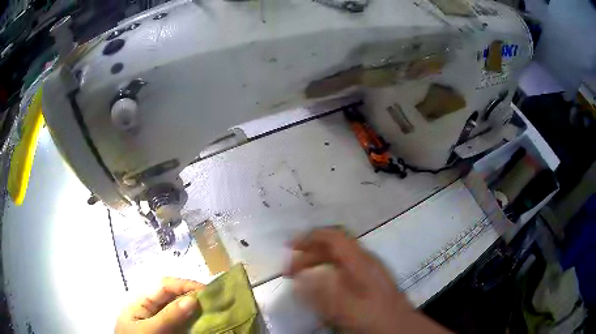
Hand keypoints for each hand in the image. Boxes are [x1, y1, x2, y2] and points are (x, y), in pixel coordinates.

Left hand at [115, 277, 204, 333]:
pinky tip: (203, 322)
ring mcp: (159, 319)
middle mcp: (151, 307)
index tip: (207, 290)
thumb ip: (168, 316)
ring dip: (195, 308)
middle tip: (215, 301)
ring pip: (179, 308)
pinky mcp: (166, 329)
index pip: (164, 285)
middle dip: (192, 295)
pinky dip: (193, 320)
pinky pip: (181, 322)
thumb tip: (193, 299)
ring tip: (213, 310)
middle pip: (173, 295)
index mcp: (141, 301)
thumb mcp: (149, 330)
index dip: (184, 284)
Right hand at [284, 228, 448, 333]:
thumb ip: (324, 294)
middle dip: (309, 254)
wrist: (400, 327)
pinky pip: (342, 270)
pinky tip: (321, 287)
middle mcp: (364, 261)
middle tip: (290, 270)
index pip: (334, 237)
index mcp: (361, 262)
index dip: (311, 237)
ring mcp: (367, 270)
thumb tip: (301, 278)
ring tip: (301, 277)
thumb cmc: (376, 317)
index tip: (290, 246)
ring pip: (338, 259)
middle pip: (334, 247)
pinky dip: (326, 273)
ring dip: (317, 263)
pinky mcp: (368, 281)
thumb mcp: (349, 309)